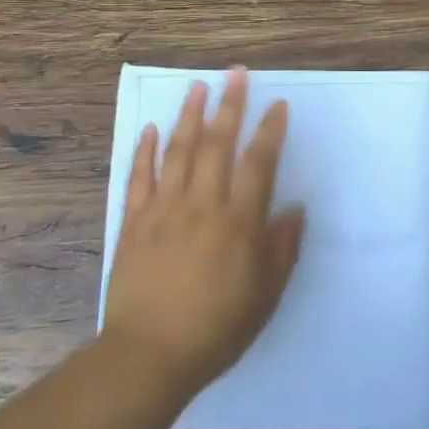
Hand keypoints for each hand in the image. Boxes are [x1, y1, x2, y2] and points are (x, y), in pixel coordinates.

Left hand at [103, 69, 303, 398]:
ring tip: (197, 86)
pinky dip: (145, 150)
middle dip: (229, 105)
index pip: (258, 163)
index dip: (269, 130)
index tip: (277, 104)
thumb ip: (281, 249)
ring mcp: (164, 209)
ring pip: (178, 151)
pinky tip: (151, 128)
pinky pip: (139, 177)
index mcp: (238, 222)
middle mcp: (202, 204)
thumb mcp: (264, 296)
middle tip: (235, 74)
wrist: (149, 355)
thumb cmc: (216, 328)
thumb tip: (295, 209)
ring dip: (188, 115)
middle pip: (216, 144)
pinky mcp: (133, 221)